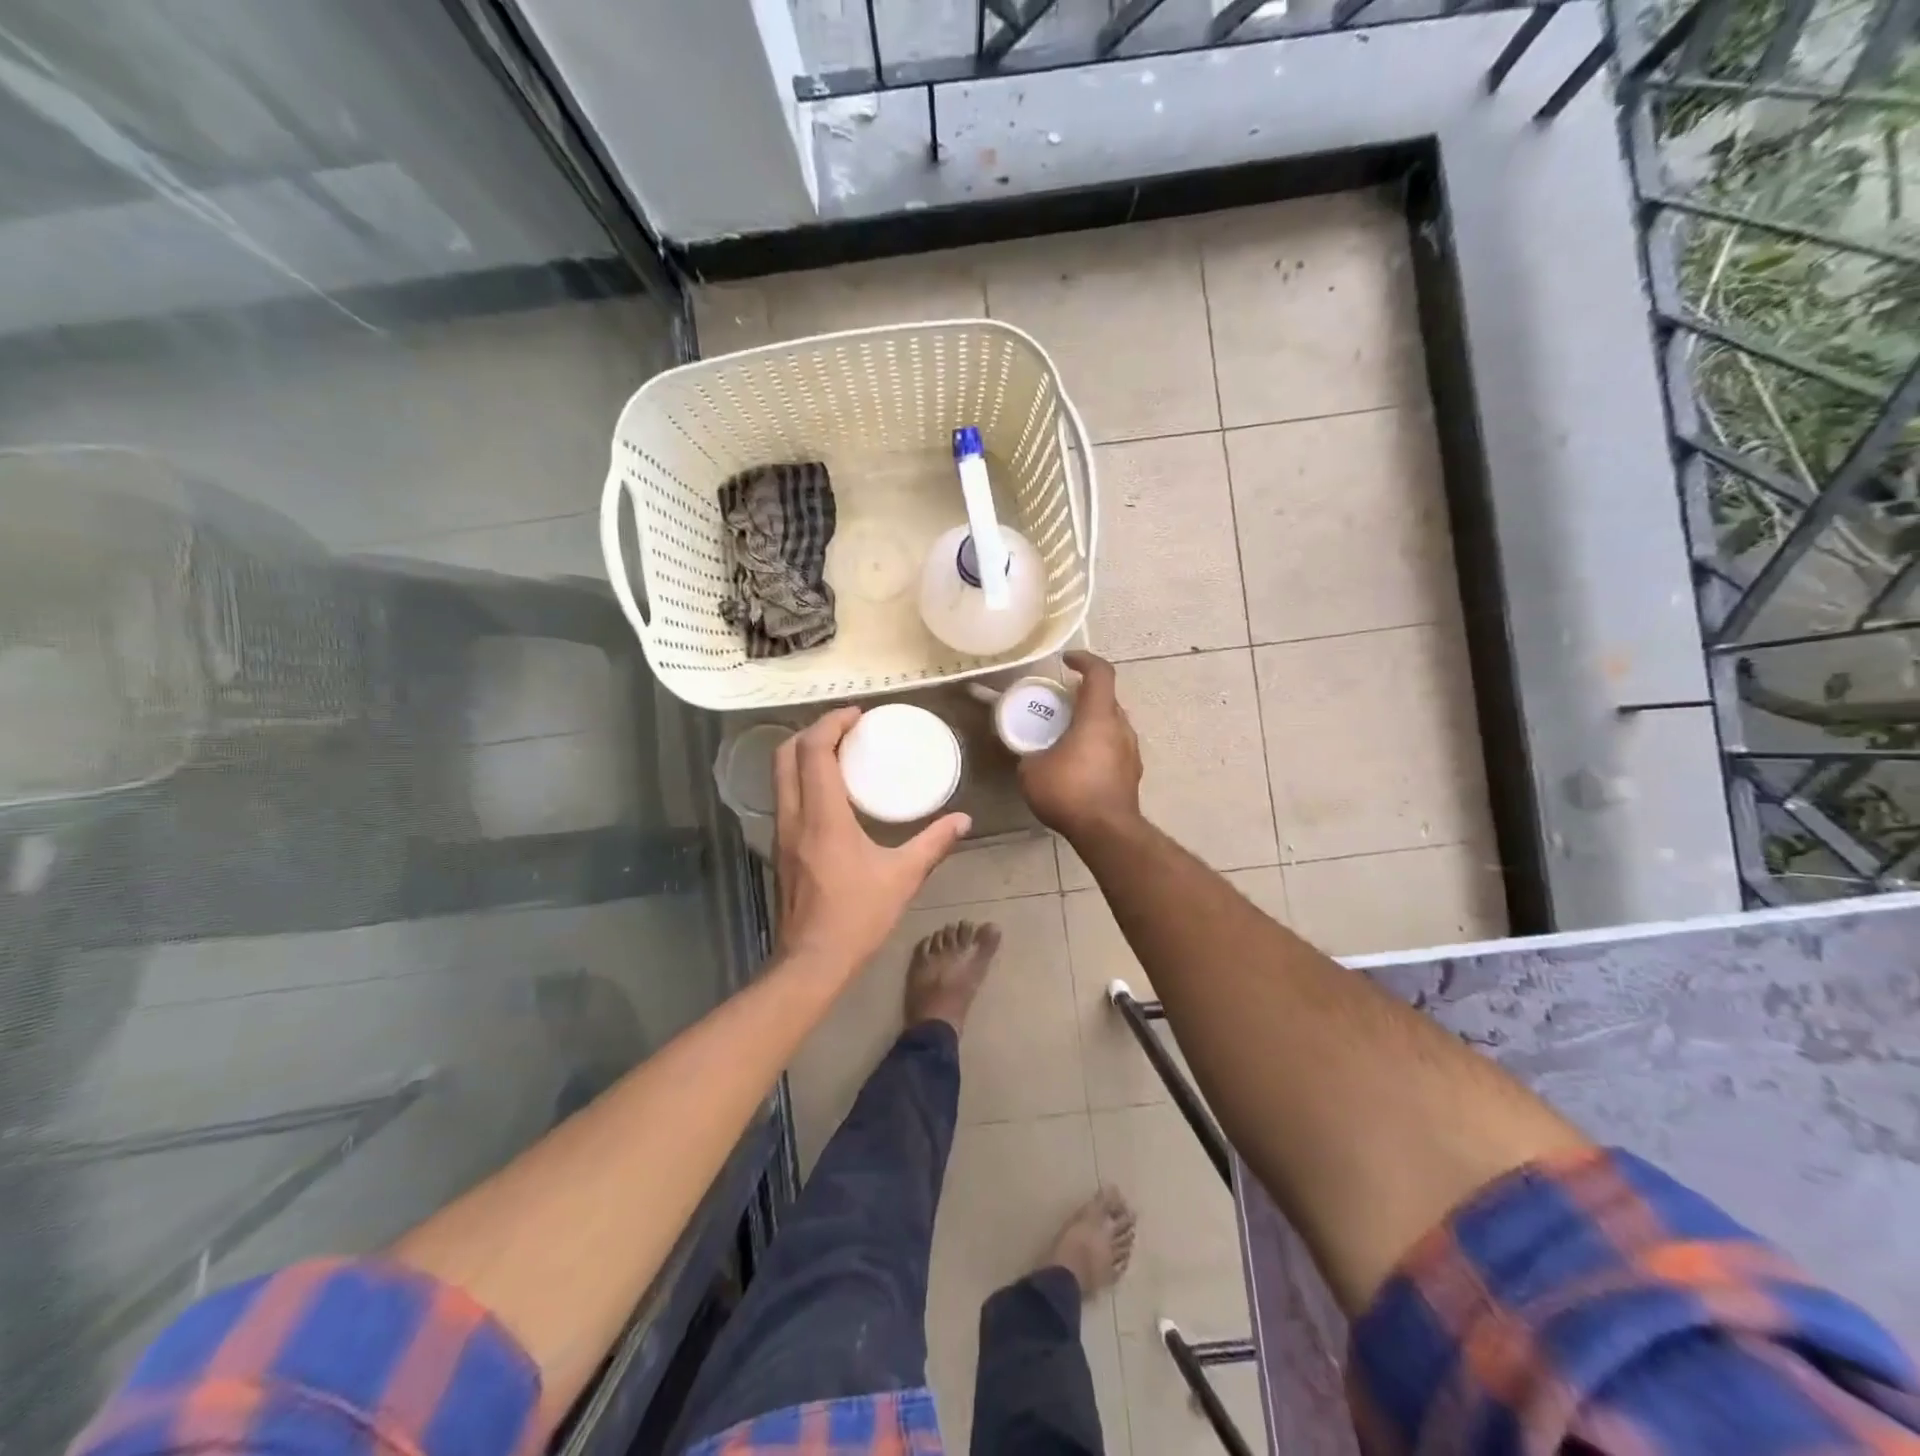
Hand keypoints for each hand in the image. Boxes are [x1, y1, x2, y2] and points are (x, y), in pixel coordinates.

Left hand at [774, 707, 970, 973]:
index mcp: (822, 816)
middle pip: (786, 755)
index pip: (814, 751)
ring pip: (780, 776)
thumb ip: (934, 844)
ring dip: (804, 754)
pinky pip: (785, 797)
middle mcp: (793, 817)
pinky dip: (803, 779)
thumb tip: (963, 820)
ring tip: (840, 752)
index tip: (857, 715)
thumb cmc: (857, 916)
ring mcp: (781, 834)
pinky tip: (831, 793)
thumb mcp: (902, 877)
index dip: (831, 723)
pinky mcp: (781, 849)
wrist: (812, 962)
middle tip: (846, 728)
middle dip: (813, 731)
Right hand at [1018, 651, 1142, 840]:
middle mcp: (1121, 728)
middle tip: (1061, 705)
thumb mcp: (1032, 771)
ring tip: (1068, 736)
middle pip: (1107, 700)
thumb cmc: (1069, 792)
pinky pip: (1115, 748)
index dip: (1084, 660)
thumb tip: (1030, 754)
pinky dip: (1098, 747)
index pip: (1100, 673)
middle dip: (1084, 697)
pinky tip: (1079, 765)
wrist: (1106, 832)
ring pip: (1113, 725)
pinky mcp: (1132, 774)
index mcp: (1098, 717)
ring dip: (1092, 724)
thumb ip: (1031, 754)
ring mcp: (1131, 752)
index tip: (1067, 661)